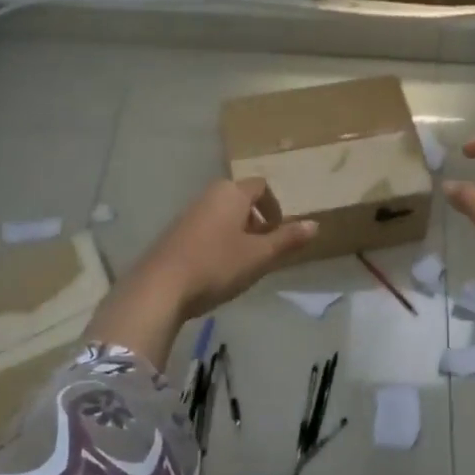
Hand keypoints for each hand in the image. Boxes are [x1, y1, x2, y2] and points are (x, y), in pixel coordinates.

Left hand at [128, 178, 317, 320]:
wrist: (160, 288)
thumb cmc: (217, 265)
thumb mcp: (259, 256)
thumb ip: (287, 239)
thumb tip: (315, 225)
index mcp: (231, 193)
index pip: (261, 186)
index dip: (274, 206)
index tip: (279, 231)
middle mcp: (209, 195)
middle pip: (240, 198)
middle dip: (256, 220)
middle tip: (264, 247)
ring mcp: (188, 213)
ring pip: (222, 214)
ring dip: (237, 231)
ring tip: (242, 261)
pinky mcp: (173, 233)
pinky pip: (205, 228)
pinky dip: (217, 240)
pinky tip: (216, 269)